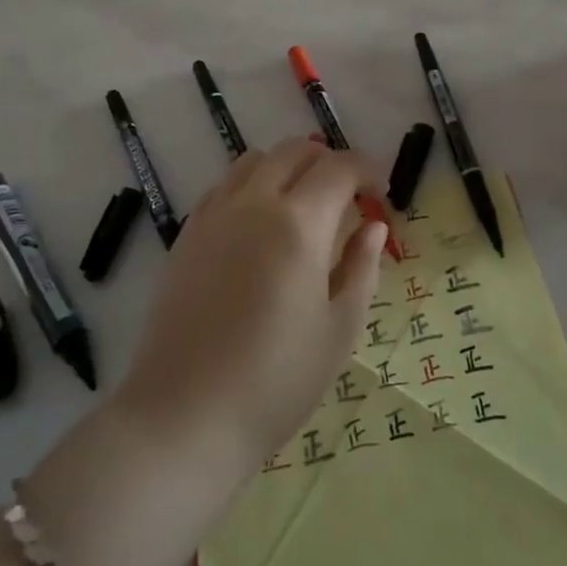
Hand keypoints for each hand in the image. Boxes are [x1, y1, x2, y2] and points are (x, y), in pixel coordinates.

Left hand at [114, 138, 389, 481]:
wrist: (186, 415)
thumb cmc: (276, 380)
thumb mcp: (338, 330)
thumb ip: (361, 268)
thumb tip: (373, 228)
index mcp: (299, 223)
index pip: (339, 167)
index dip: (367, 170)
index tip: (380, 195)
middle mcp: (254, 203)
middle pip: (296, 150)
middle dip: (329, 162)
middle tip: (348, 199)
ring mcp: (214, 214)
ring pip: (256, 160)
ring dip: (288, 168)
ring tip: (303, 208)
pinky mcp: (187, 233)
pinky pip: (225, 186)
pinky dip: (252, 186)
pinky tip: (259, 228)